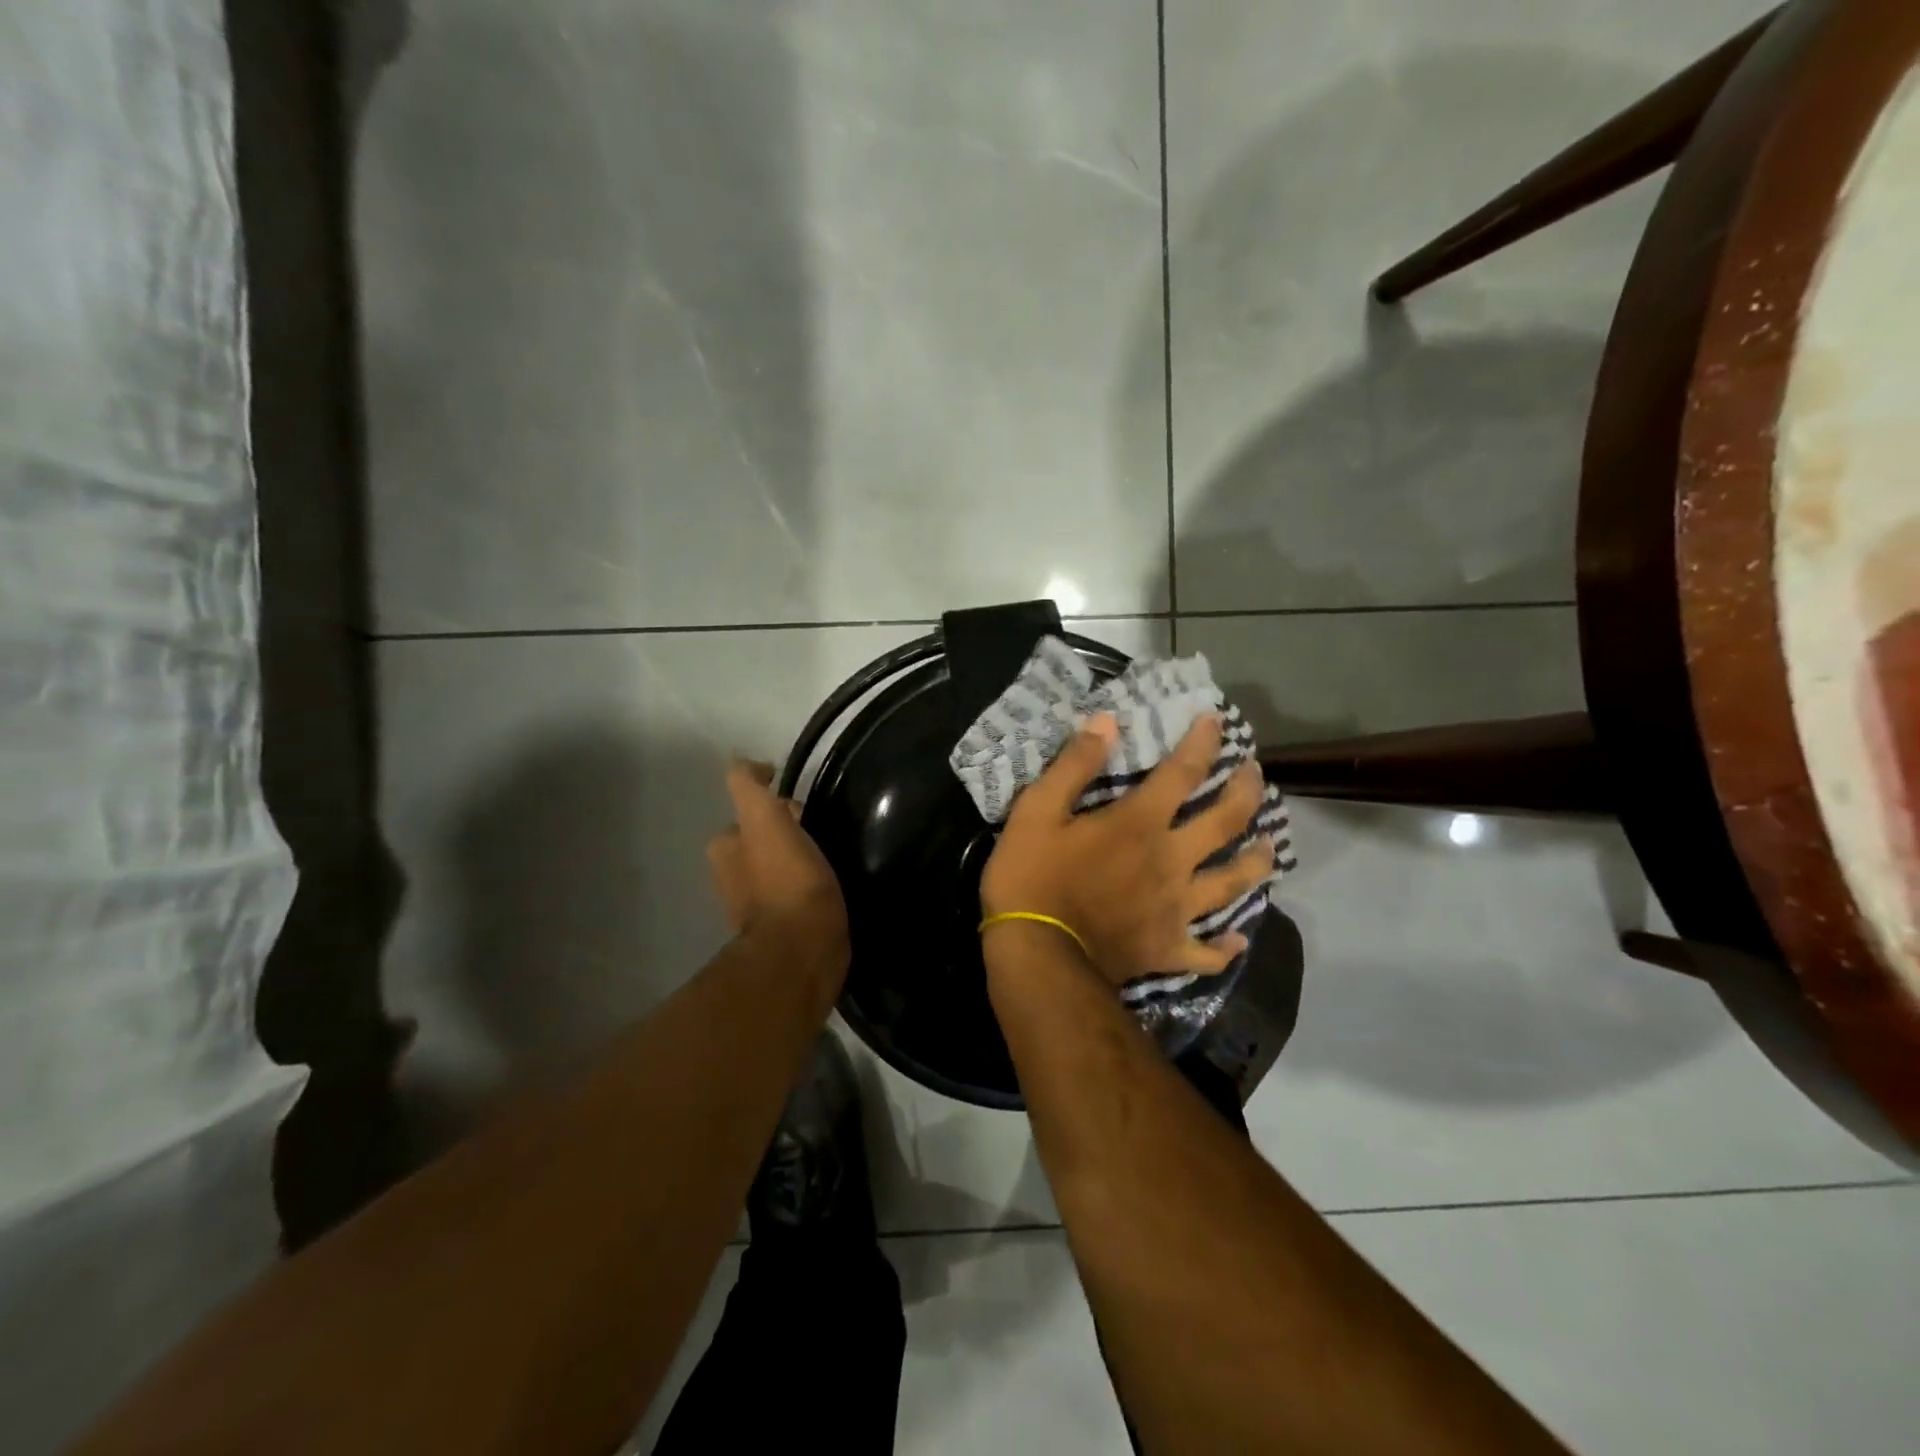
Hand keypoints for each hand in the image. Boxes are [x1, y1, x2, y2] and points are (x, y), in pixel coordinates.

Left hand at [707, 760, 849, 969]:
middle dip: (781, 830)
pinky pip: (792, 895)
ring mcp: (756, 907)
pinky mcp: (783, 929)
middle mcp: (732, 878)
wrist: (804, 947)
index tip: (797, 798)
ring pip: (775, 868)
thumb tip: (740, 760)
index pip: (744, 812)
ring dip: (793, 857)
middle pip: (758, 841)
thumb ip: (748, 787)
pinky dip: (804, 884)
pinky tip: (827, 882)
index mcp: (726, 850)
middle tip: (815, 822)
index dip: (769, 800)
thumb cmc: (786, 879)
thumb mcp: (765, 820)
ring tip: (826, 850)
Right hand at [979, 715, 1270, 986]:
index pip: (1183, 772)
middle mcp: (1172, 861)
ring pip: (1232, 883)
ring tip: (1268, 846)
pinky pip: (1207, 952)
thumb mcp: (1037, 811)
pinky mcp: (1168, 950)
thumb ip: (1074, 765)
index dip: (1203, 742)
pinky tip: (1235, 941)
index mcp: (1140, 824)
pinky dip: (1224, 948)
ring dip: (1255, 862)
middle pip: (1225, 822)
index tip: (1216, 721)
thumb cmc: (1032, 878)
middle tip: (1255, 774)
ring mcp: (1176, 909)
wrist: (1036, 956)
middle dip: (1246, 792)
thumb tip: (1108, 722)